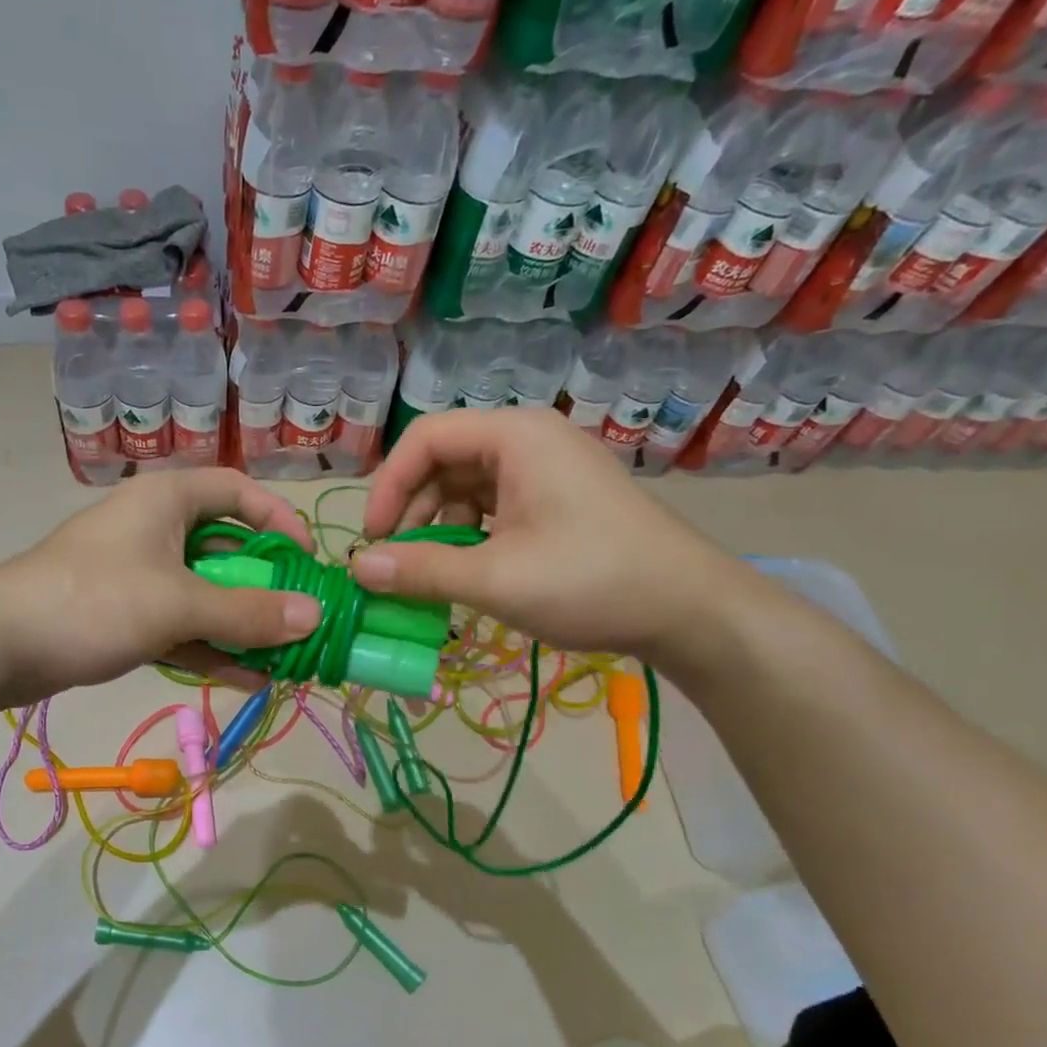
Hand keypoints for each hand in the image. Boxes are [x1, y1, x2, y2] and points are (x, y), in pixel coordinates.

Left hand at [0, 469, 322, 704]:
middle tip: (303, 620)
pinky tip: (248, 677)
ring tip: (286, 658)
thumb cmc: (93, 602)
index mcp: (167, 501)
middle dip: (266, 587)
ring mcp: (139, 575)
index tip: (309, 561)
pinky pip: (181, 625)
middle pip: (227, 549)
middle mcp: (156, 530)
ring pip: (206, 593)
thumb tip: (315, 616)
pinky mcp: (125, 615)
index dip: (280, 520)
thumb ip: (248, 612)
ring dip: (243, 624)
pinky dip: (212, 647)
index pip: (238, 492)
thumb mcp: (178, 604)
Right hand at [350, 408, 744, 661]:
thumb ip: (421, 571)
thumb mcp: (496, 579)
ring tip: (431, 575)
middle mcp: (528, 441)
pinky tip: (466, 572)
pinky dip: (469, 536)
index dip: (389, 485)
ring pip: (466, 487)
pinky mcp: (557, 501)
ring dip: (438, 528)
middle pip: (444, 461)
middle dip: (412, 511)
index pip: (425, 438)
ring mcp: (546, 471)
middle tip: (396, 563)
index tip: (373, 539)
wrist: (689, 609)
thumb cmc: (591, 581)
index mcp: (515, 437)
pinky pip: (493, 507)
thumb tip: (357, 568)